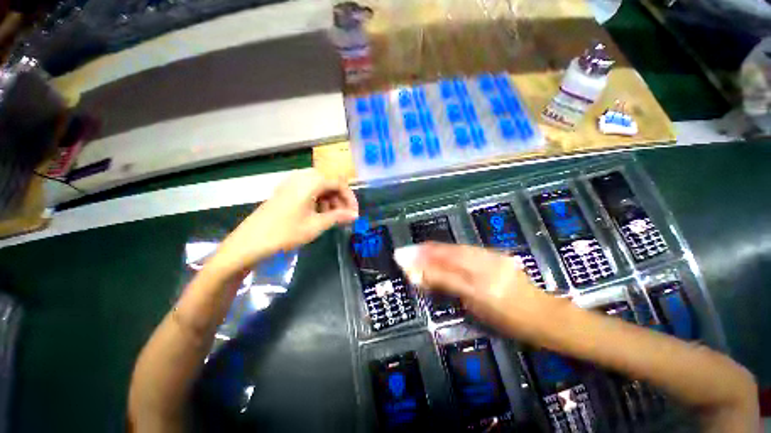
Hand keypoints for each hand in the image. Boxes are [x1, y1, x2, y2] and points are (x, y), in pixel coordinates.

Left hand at [208, 169, 357, 277]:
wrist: (250, 242)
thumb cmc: (286, 232)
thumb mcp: (316, 225)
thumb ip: (338, 217)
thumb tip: (355, 215)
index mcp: (310, 182)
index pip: (339, 183)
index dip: (350, 198)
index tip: (354, 214)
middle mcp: (301, 177)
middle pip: (329, 183)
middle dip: (340, 199)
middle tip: (344, 216)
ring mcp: (291, 183)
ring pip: (319, 187)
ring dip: (329, 200)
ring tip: (332, 217)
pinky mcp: (285, 191)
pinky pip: (308, 191)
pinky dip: (318, 200)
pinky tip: (318, 214)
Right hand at [395, 243, 558, 338]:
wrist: (543, 314)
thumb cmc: (509, 320)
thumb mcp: (476, 308)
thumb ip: (448, 287)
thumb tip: (423, 276)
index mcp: (480, 287)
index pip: (443, 271)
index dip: (421, 264)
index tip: (402, 259)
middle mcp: (485, 267)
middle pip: (447, 255)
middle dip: (423, 252)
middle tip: (404, 251)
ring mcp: (491, 257)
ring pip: (455, 249)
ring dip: (433, 248)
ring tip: (417, 248)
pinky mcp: (494, 253)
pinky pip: (465, 249)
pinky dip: (448, 248)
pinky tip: (438, 248)